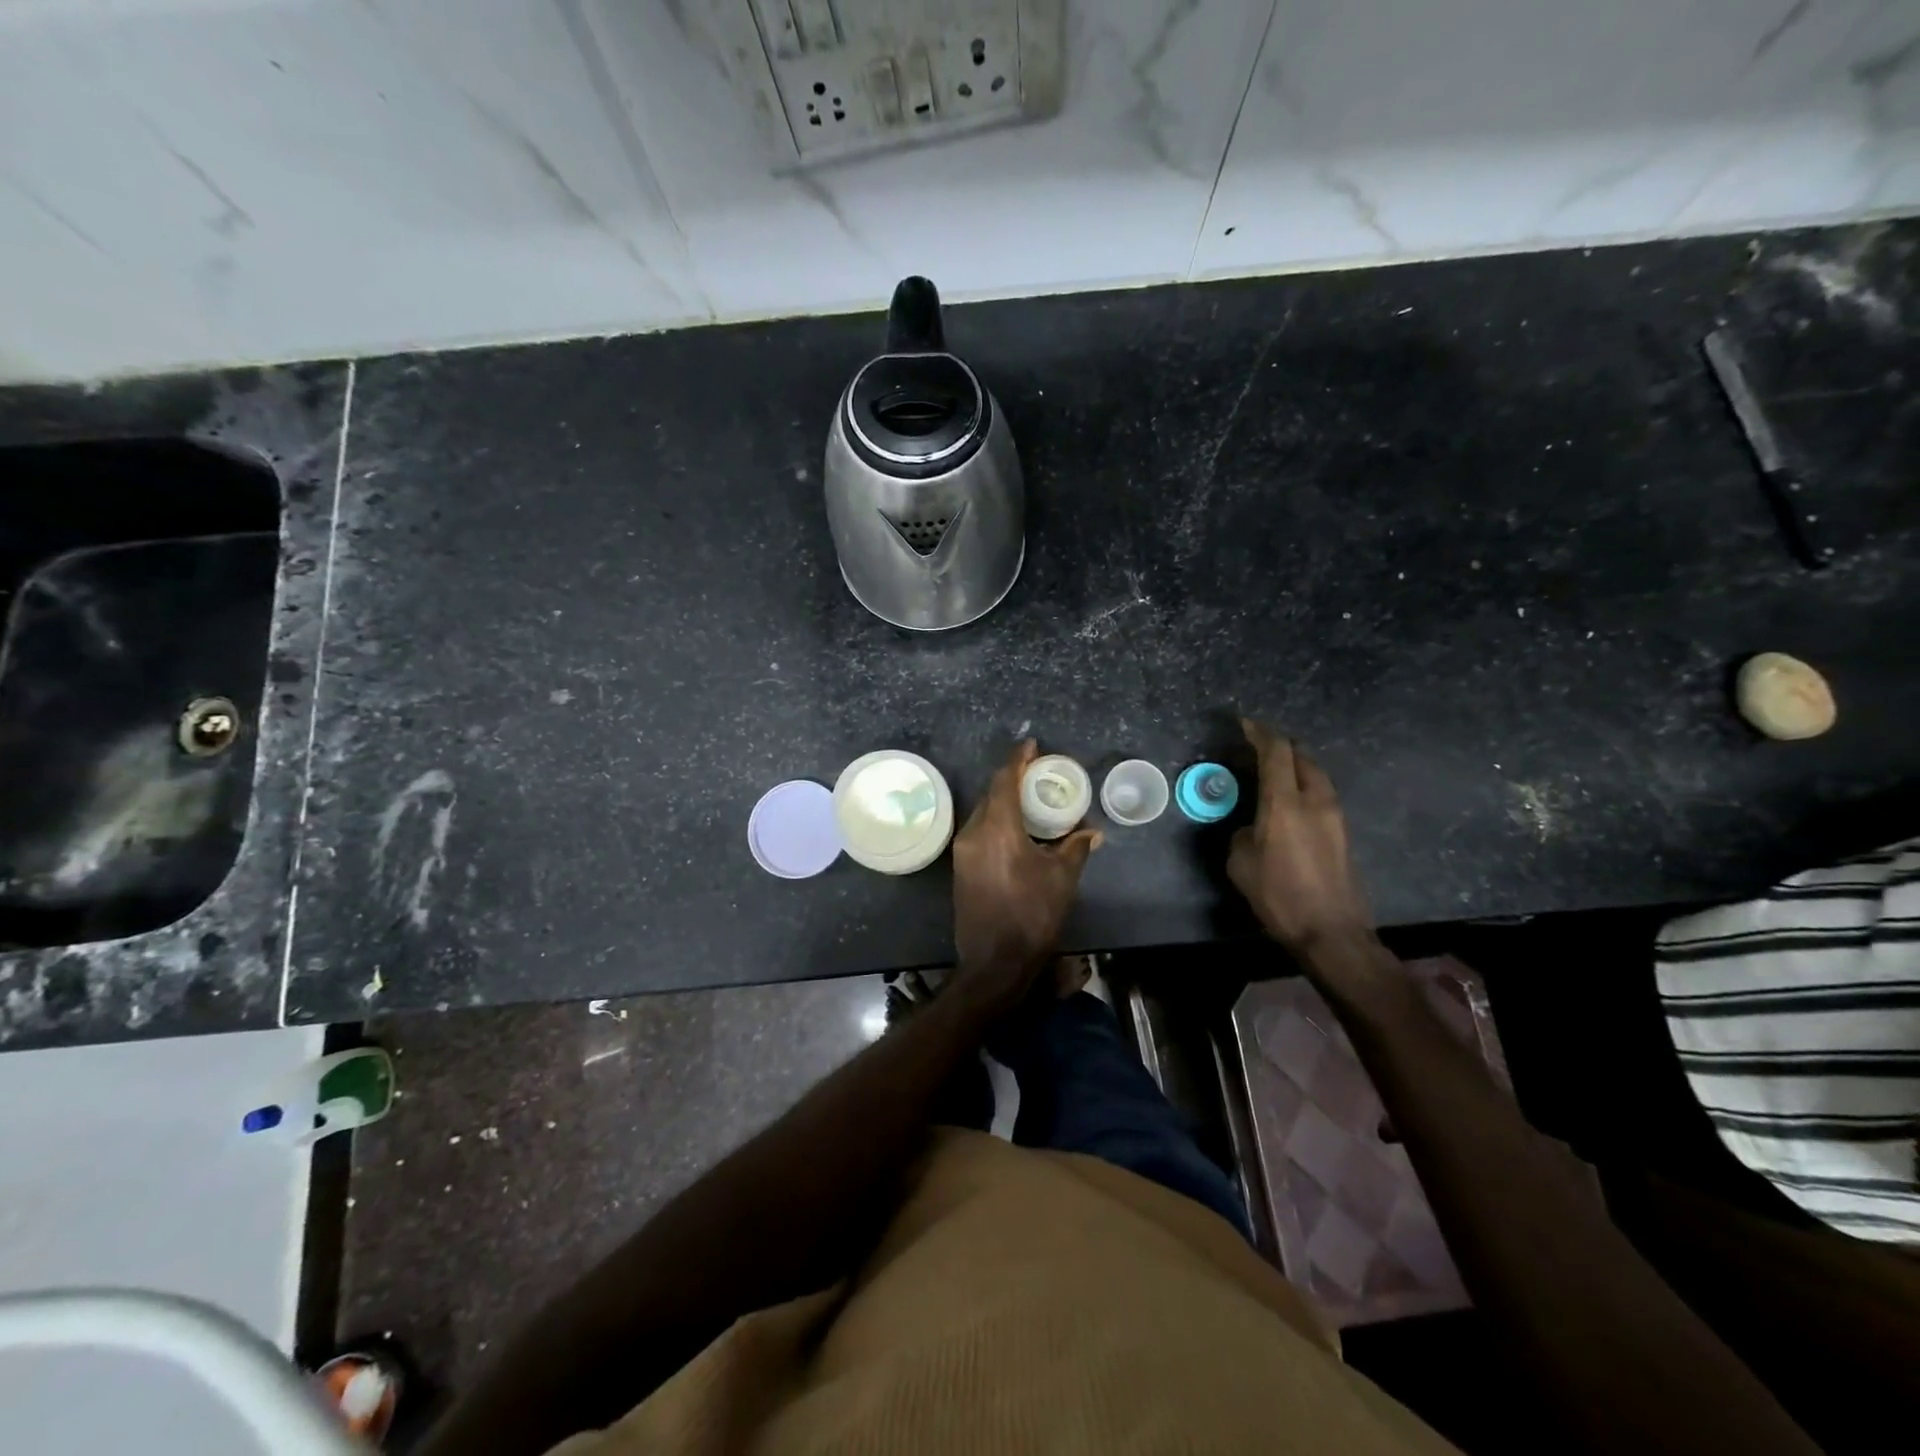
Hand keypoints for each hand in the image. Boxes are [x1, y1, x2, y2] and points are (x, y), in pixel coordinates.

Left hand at [950, 740, 1100, 1016]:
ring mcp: (962, 851)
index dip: (1018, 760)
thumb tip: (1092, 832)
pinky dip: (996, 820)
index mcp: (998, 829)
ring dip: (1003, 801)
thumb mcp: (1062, 878)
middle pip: (991, 793)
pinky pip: (978, 830)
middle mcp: (973, 833)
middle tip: (1036, 773)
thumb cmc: (1032, 915)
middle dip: (1011, 778)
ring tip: (1028, 799)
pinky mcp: (960, 867)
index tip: (1032, 746)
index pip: (1005, 781)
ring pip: (983, 812)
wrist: (994, 961)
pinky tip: (1015, 829)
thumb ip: (1076, 847)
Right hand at [1228, 718, 1372, 953]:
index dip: (1260, 732)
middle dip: (1279, 746)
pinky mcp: (1343, 833)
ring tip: (1273, 773)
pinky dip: (1304, 786)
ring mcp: (1335, 816)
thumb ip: (1243, 833)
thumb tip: (1252, 828)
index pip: (1276, 751)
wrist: (1331, 932)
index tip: (1244, 724)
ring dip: (1295, 766)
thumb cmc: (1279, 896)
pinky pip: (1321, 795)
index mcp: (1285, 803)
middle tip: (1256, 749)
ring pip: (1315, 775)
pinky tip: (1290, 802)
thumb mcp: (1241, 863)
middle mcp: (1315, 800)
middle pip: (1302, 756)